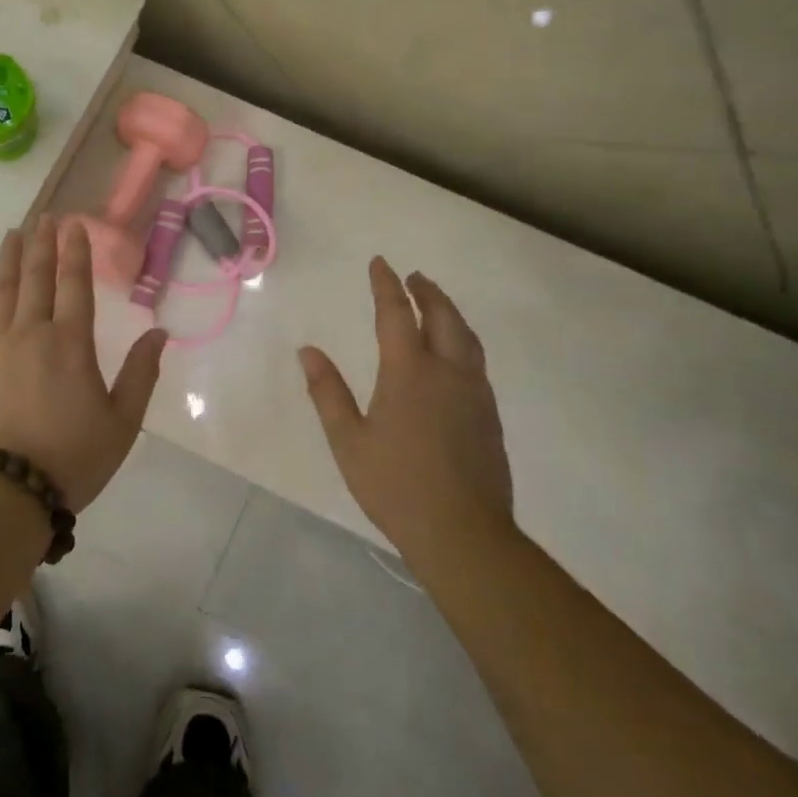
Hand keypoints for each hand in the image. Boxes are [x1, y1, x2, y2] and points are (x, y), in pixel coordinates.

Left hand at [0, 216, 168, 511]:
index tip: (73, 223)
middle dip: (40, 243)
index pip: (74, 284)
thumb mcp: (122, 423)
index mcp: (70, 343)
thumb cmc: (71, 458)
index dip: (75, 251)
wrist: (6, 492)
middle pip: (35, 277)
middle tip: (43, 217)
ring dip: (8, 258)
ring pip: (1, 289)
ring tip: (13, 234)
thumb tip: (160, 332)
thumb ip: (141, 374)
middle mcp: (31, 333)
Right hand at [298, 258, 513, 560]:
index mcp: (409, 372)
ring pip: (466, 338)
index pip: (397, 314)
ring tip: (436, 304)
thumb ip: (328, 392)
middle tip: (414, 277)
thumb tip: (308, 351)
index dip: (386, 286)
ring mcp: (474, 394)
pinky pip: (476, 361)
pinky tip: (454, 354)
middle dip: (427, 292)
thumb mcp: (348, 440)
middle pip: (443, 317)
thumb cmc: (396, 486)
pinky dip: (462, 340)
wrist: (463, 533)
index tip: (380, 263)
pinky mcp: (489, 416)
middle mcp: (447, 372)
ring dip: (449, 312)